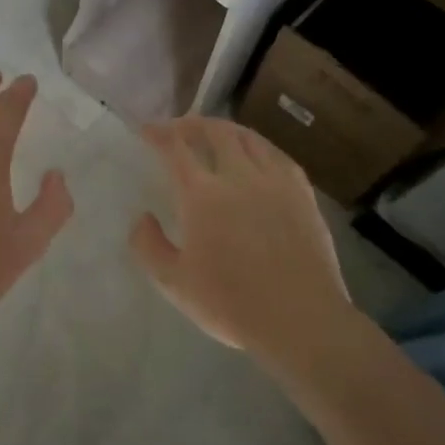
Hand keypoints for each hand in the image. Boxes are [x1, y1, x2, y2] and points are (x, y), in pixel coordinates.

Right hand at [130, 117, 351, 365]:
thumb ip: (148, 246)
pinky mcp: (302, 193)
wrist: (300, 320)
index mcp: (202, 195)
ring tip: (215, 132)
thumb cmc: (231, 304)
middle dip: (192, 124)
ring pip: (248, 138)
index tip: (147, 131)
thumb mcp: (174, 283)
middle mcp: (238, 176)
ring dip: (225, 129)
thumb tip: (142, 217)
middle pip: (214, 132)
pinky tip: (256, 153)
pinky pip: (277, 155)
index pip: (176, 148)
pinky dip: (258, 145)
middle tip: (179, 128)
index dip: (158, 134)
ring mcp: (275, 181)